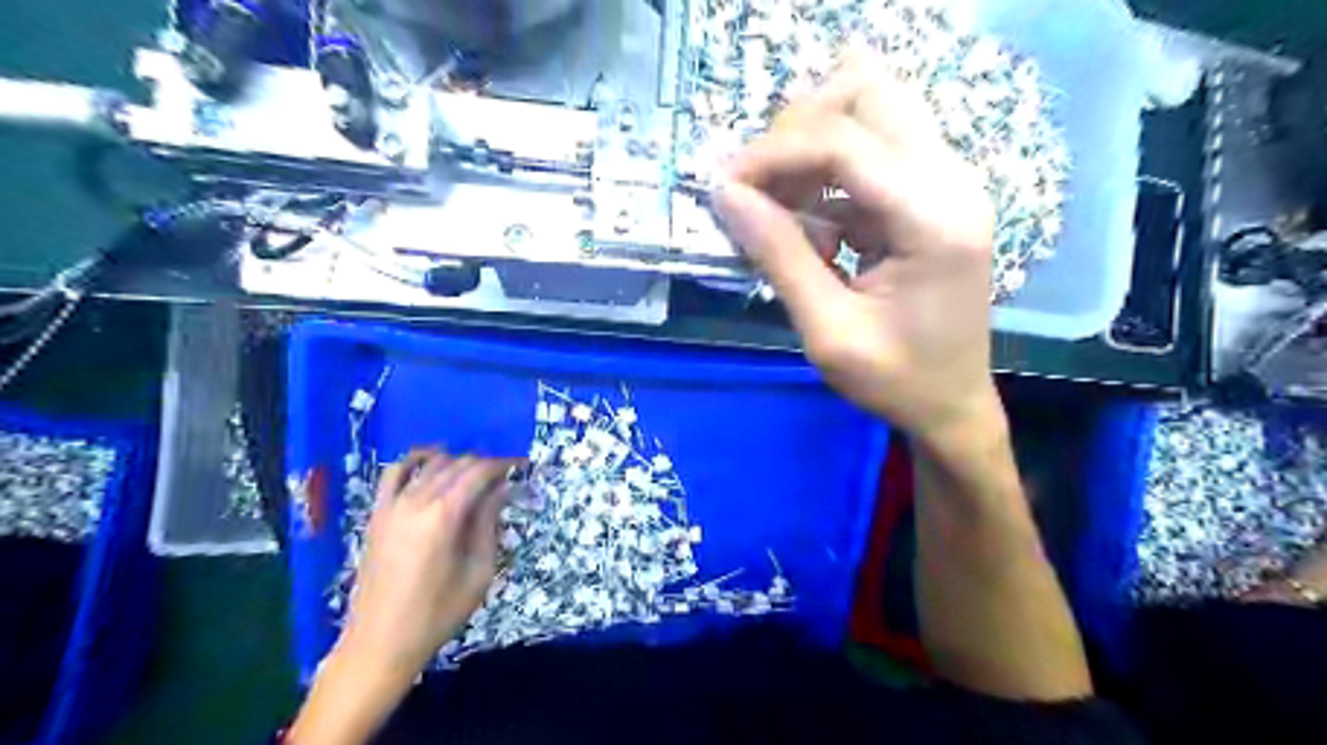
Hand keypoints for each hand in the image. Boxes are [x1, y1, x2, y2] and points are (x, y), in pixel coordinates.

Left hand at [338, 450, 515, 677]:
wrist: (380, 643)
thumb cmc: (437, 613)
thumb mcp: (478, 571)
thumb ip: (488, 524)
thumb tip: (501, 490)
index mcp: (444, 515)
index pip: (479, 472)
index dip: (504, 464)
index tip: (523, 465)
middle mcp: (416, 501)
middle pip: (456, 464)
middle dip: (484, 464)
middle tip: (505, 475)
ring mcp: (391, 505)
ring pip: (429, 464)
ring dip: (455, 461)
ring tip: (474, 474)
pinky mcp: (377, 514)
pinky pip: (394, 474)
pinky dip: (415, 461)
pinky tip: (431, 464)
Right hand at [715, 57, 994, 442]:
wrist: (953, 406)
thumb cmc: (896, 381)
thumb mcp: (828, 331)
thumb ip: (779, 257)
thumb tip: (725, 195)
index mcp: (934, 219)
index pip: (843, 141)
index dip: (773, 154)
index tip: (726, 189)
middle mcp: (951, 180)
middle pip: (867, 93)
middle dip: (797, 130)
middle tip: (758, 187)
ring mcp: (948, 181)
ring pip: (870, 111)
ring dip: (812, 148)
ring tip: (783, 213)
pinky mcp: (933, 193)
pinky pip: (871, 152)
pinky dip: (828, 179)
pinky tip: (816, 234)